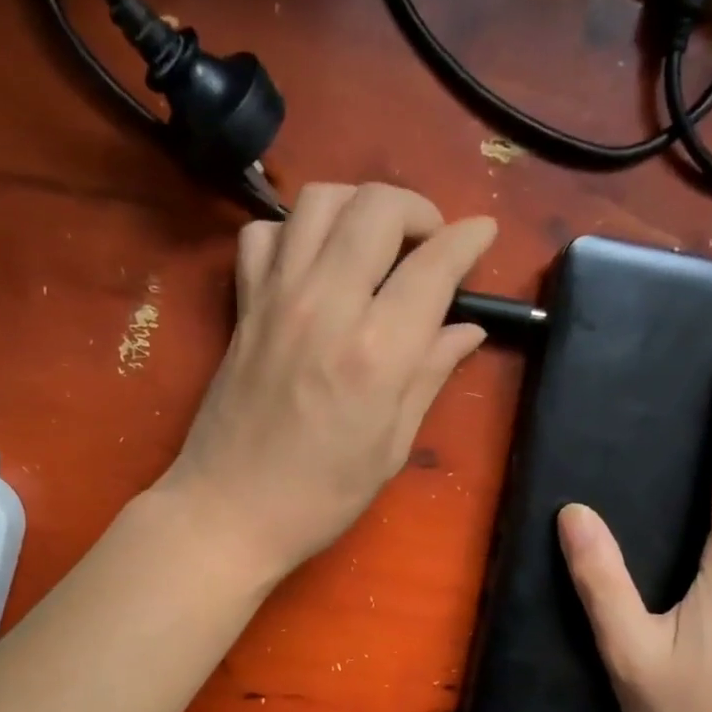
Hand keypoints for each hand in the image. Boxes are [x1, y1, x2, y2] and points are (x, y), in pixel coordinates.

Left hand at [157, 183, 497, 578]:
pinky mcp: (244, 305)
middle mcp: (327, 306)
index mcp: (376, 353)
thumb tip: (467, 329)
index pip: (433, 265)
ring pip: (320, 200)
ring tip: (376, 242)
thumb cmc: (320, 498)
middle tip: (429, 246)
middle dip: (417, 210)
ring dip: (359, 206)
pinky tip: (312, 264)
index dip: (468, 239)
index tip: (484, 233)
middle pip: (378, 207)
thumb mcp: (390, 448)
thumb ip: (430, 376)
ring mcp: (277, 298)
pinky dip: (295, 232)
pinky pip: (264, 233)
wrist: (228, 512)